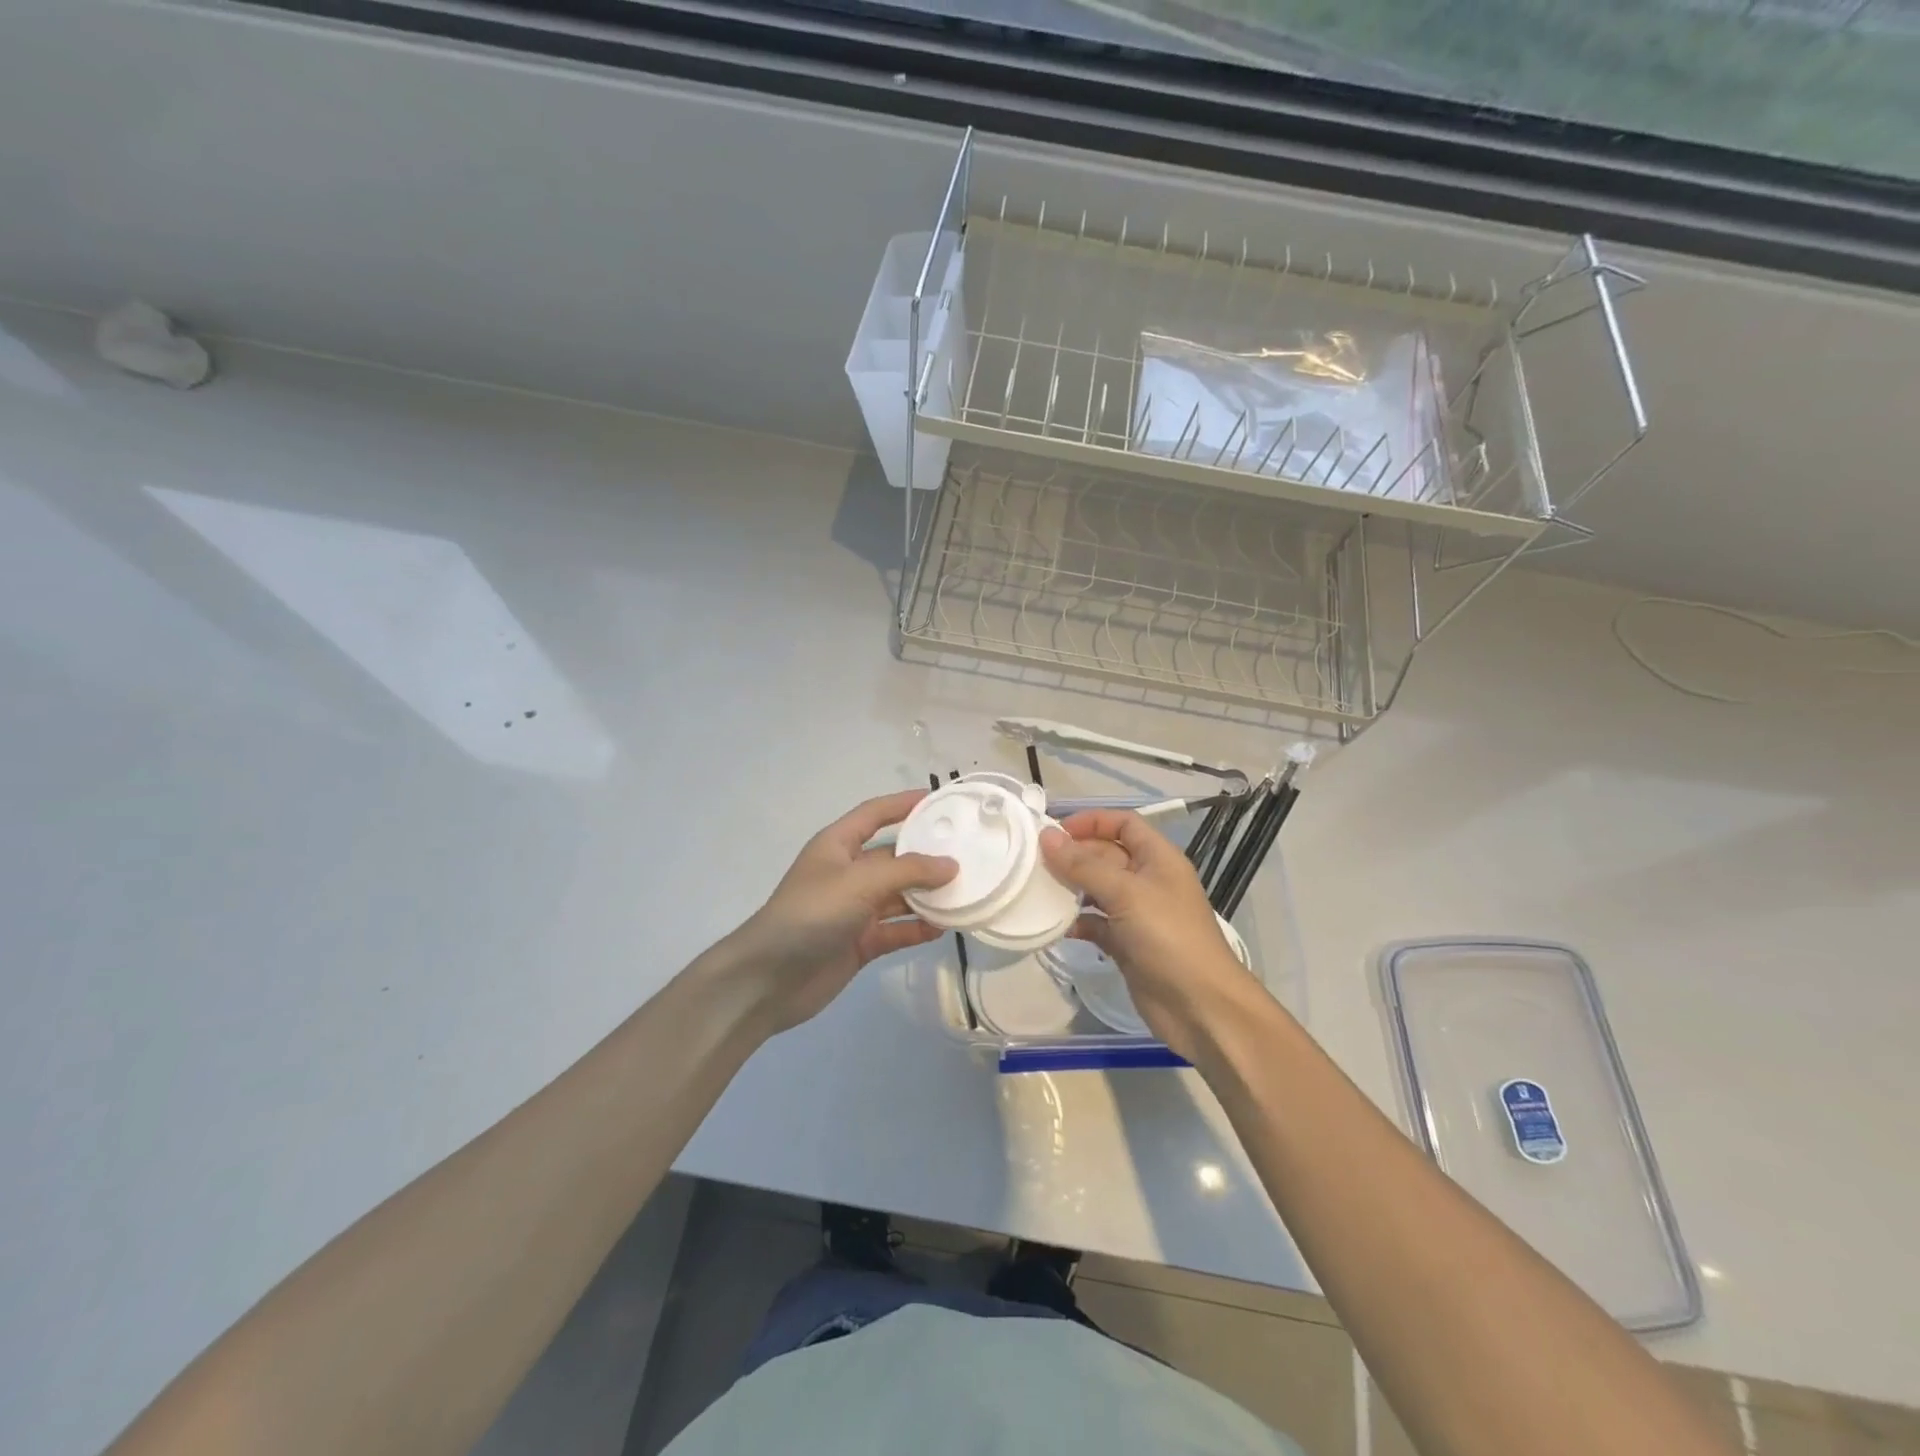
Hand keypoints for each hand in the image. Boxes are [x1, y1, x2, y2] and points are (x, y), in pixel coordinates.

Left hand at [716, 790, 956, 1035]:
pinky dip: (918, 927)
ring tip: (966, 891)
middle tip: (967, 852)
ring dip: (927, 895)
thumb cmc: (811, 914)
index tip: (939, 800)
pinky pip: (896, 929)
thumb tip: (951, 865)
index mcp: (838, 845)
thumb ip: (908, 871)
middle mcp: (847, 873)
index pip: (875, 813)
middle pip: (893, 856)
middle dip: (926, 855)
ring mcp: (854, 909)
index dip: (904, 803)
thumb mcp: (860, 882)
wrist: (769, 979)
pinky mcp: (860, 942)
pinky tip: (945, 927)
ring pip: (899, 895)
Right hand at [1040, 810, 1265, 1060]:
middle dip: (1073, 856)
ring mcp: (1138, 914)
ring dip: (1070, 889)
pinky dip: (1077, 922)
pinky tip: (1054, 926)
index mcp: (1158, 858)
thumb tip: (1047, 836)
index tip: (1055, 831)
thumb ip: (1084, 865)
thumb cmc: (1168, 937)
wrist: (1201, 1007)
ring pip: (1097, 890)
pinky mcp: (1127, 945)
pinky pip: (1096, 924)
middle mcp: (1148, 880)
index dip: (1092, 821)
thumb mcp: (1126, 893)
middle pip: (1106, 855)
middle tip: (1034, 862)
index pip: (1124, 823)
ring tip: (1038, 890)